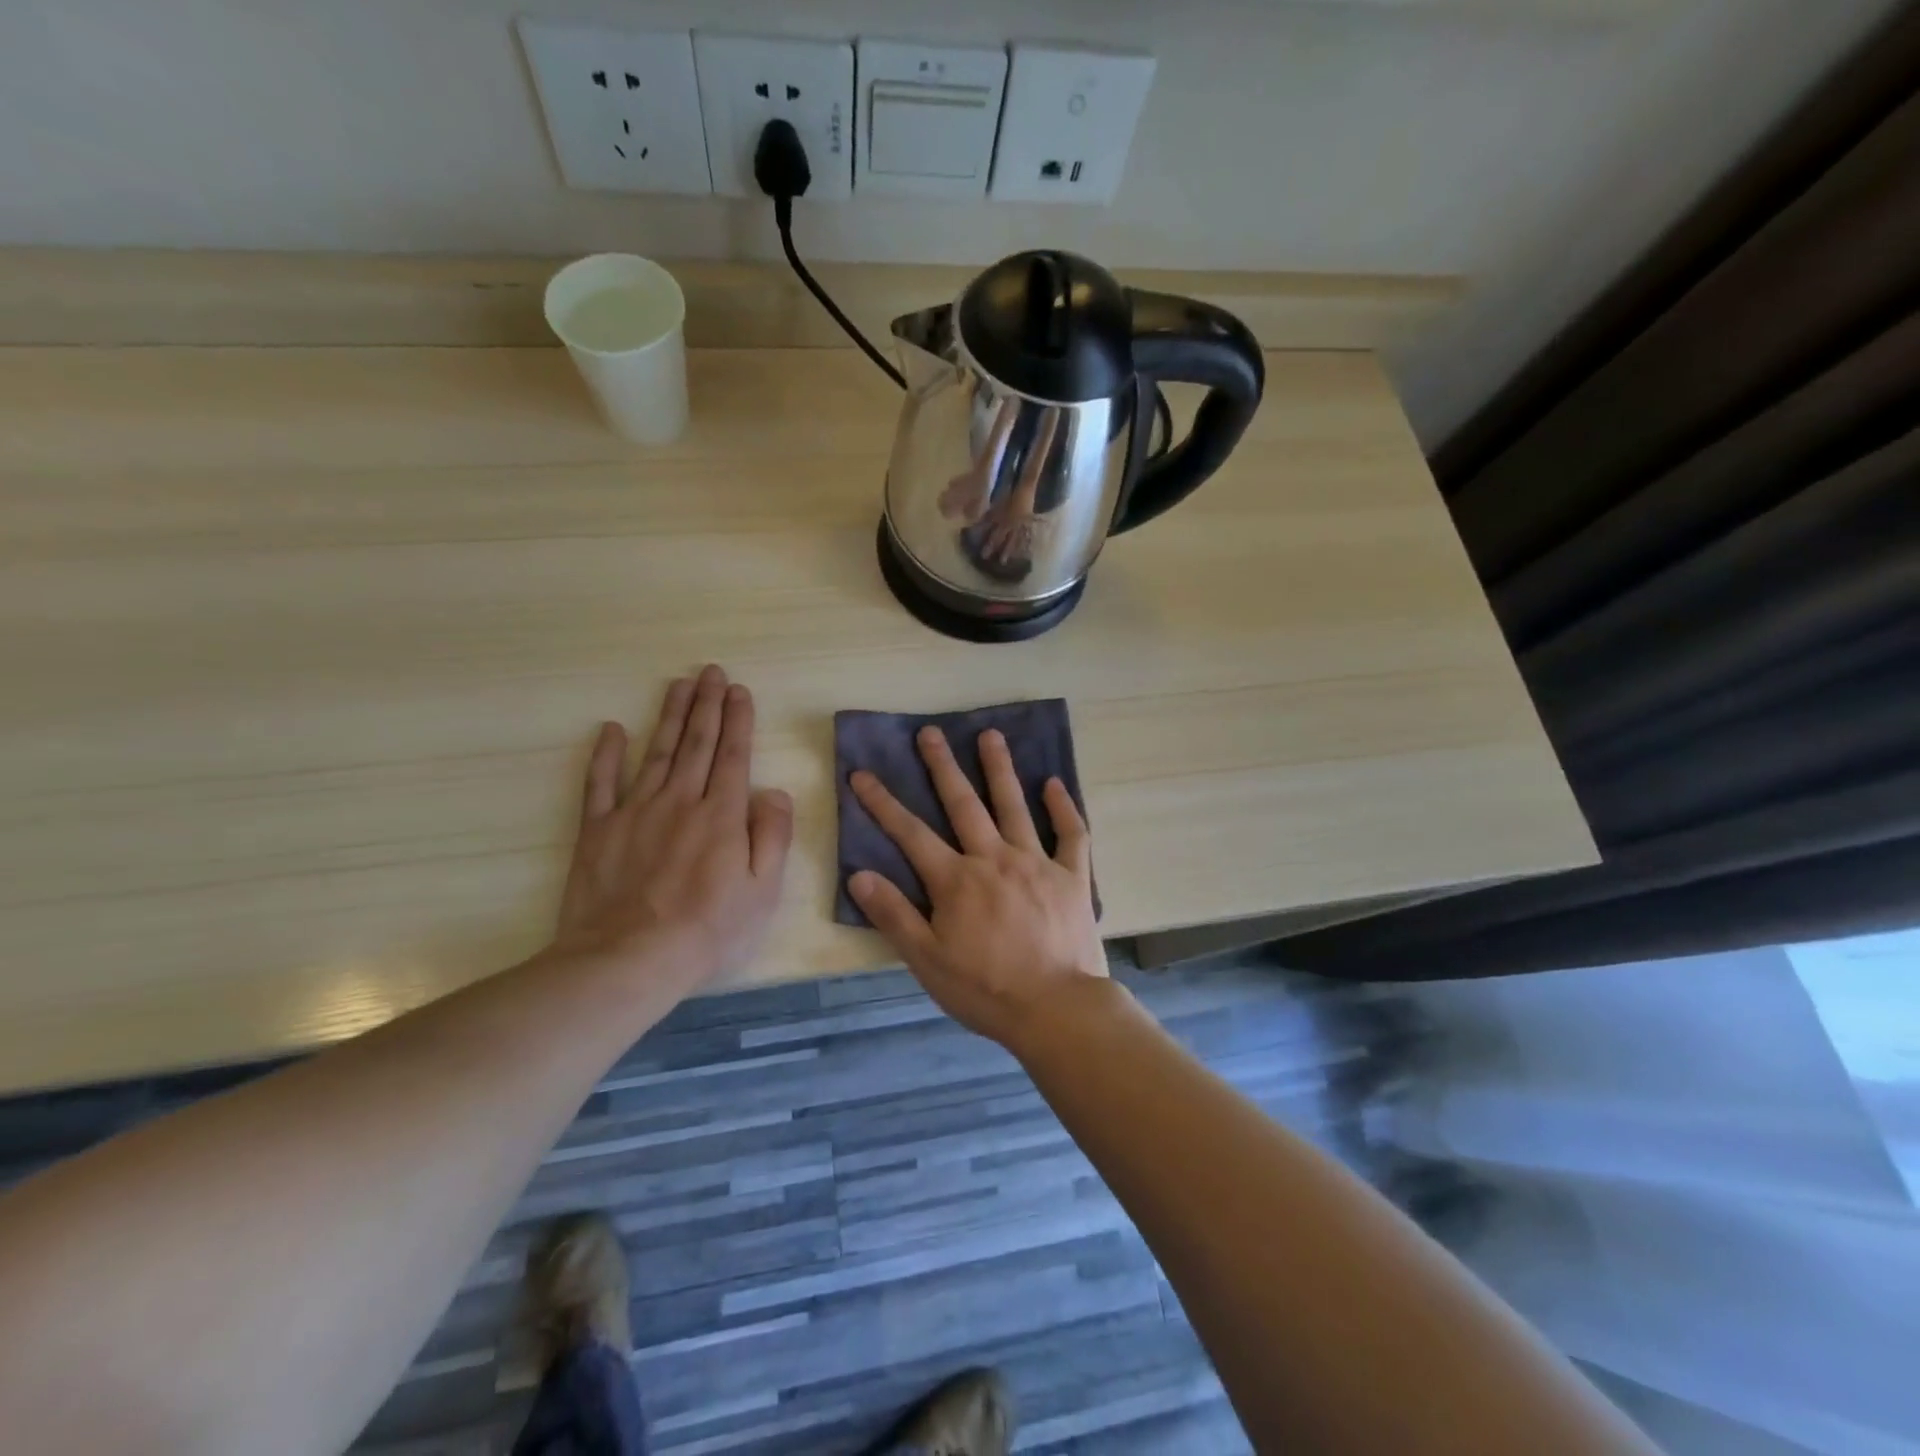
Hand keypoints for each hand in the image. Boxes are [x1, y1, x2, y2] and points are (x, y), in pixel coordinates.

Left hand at [554, 665, 792, 989]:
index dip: (738, 720)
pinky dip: (606, 754)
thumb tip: (775, 792)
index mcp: (722, 815)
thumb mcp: (763, 891)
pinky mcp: (598, 830)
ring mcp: (636, 812)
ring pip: (657, 752)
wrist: (628, 960)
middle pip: (697, 744)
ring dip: (671, 716)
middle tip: (711, 672)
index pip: (734, 756)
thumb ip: (773, 836)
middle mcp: (681, 801)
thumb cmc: (708, 930)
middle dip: (707, 705)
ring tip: (680, 684)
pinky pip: (601, 783)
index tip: (740, 690)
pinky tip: (613, 729)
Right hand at [848, 726, 1107, 1050]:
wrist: (1056, 1009)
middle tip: (930, 732)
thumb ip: (894, 915)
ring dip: (1000, 769)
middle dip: (942, 767)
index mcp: (956, 880)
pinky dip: (1063, 807)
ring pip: (1014, 806)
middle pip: (963, 804)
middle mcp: (994, 859)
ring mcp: (1036, 863)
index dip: (883, 803)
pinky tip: (1053, 783)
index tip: (862, 774)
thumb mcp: (927, 960)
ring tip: (990, 735)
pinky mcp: (1072, 876)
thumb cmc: (985, 989)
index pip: (910, 833)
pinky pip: (1071, 834)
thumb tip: (860, 874)